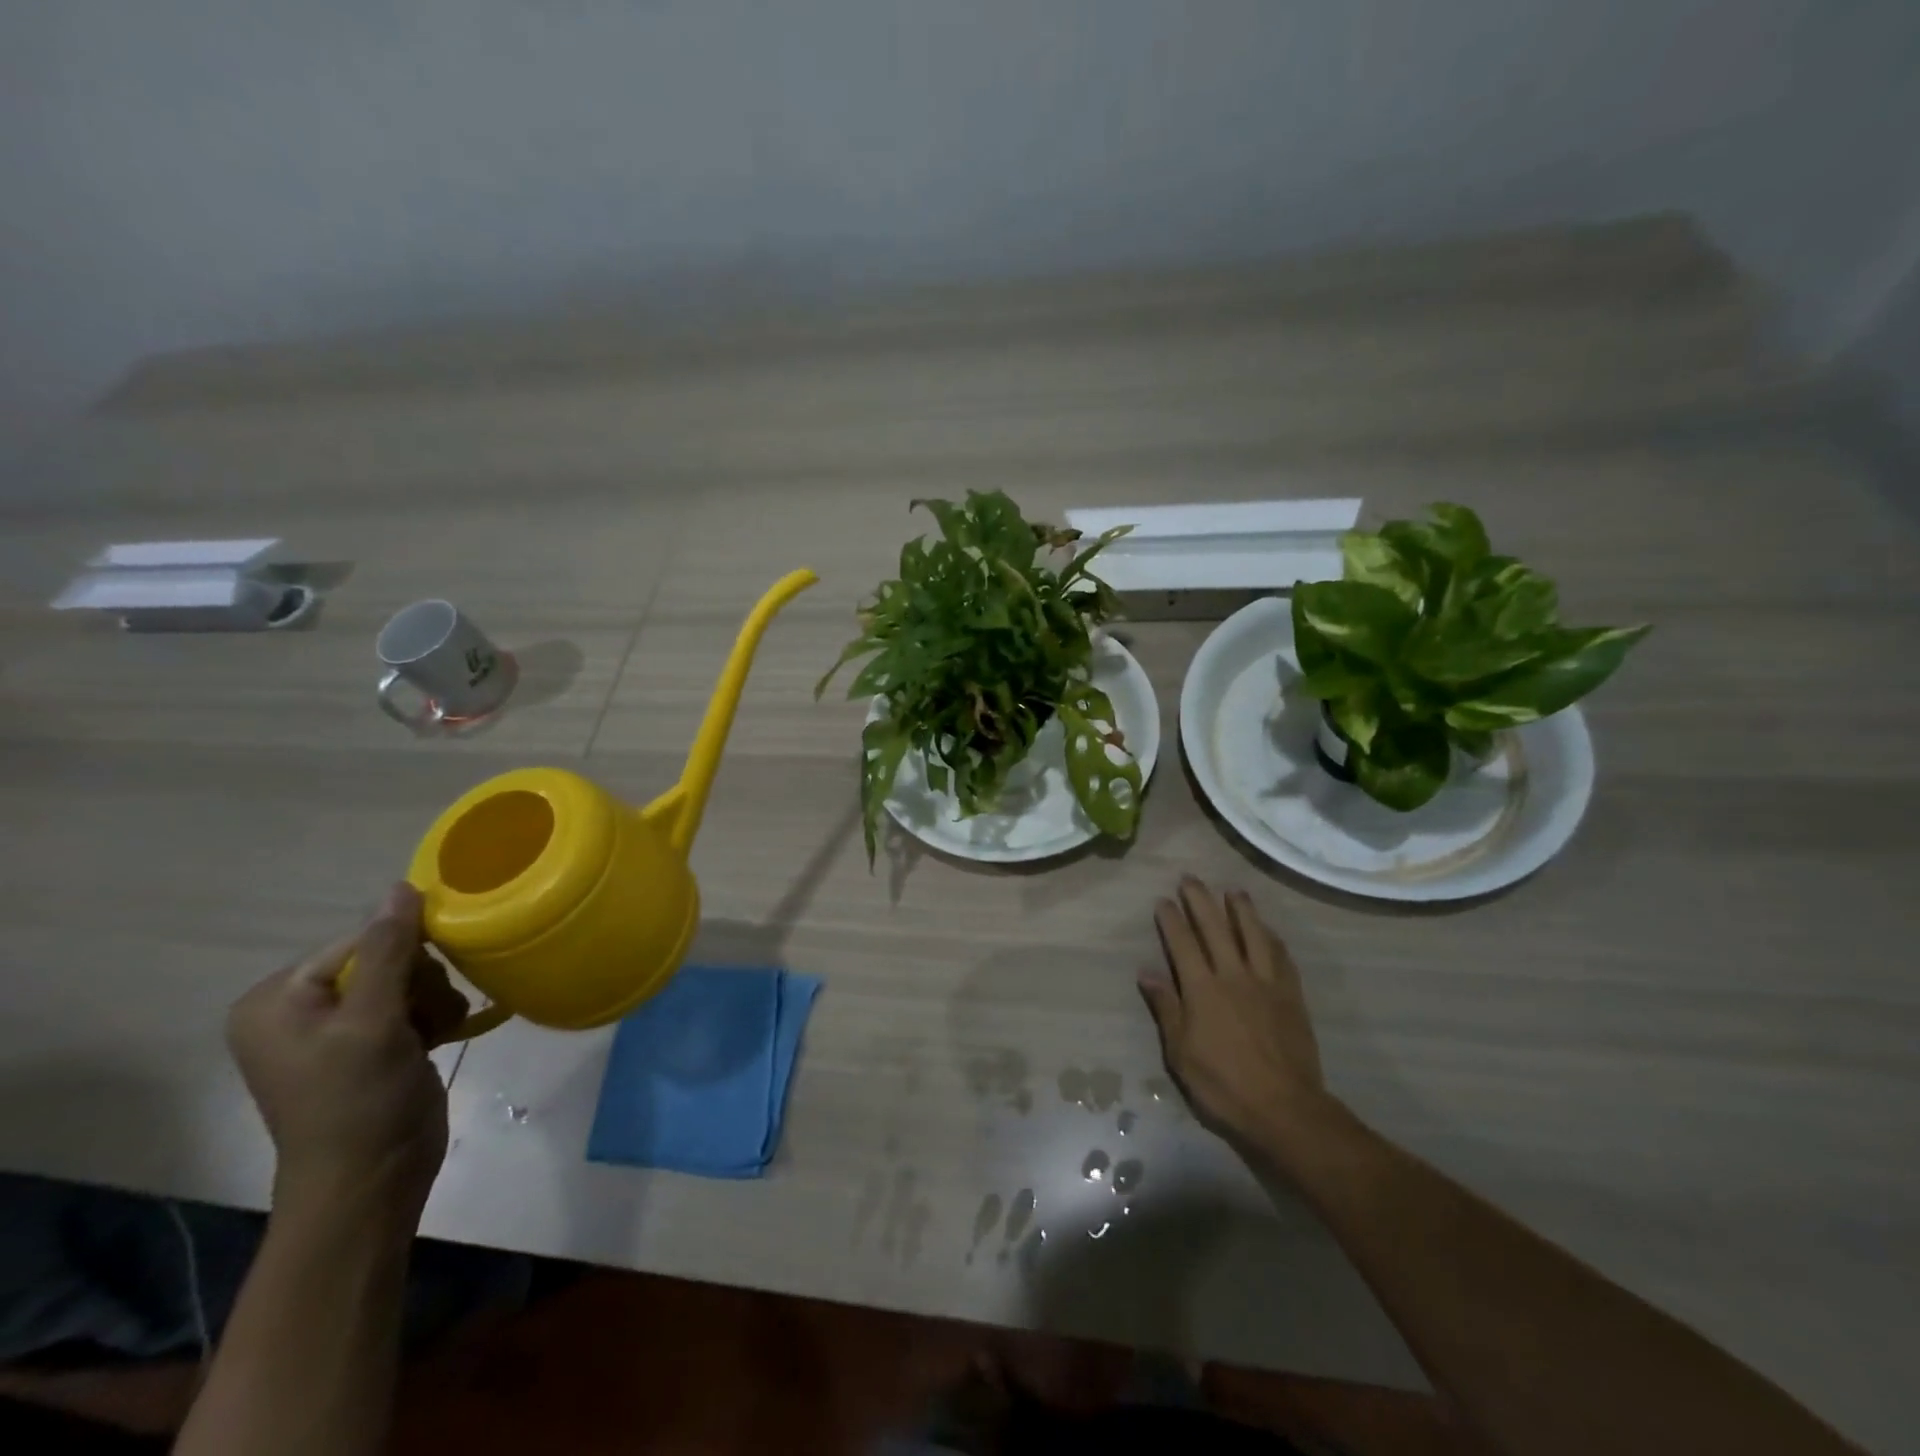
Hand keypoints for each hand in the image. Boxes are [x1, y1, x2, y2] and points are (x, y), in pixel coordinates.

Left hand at [227, 883, 468, 1217]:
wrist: (371, 1183)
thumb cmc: (359, 1102)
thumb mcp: (373, 1022)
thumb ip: (389, 951)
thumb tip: (401, 887)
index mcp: (277, 999)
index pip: (360, 940)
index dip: (404, 955)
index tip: (424, 989)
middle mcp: (299, 1008)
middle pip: (387, 957)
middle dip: (421, 983)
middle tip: (426, 1019)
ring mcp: (336, 1029)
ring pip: (409, 979)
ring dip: (433, 1000)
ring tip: (435, 1033)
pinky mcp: (371, 1045)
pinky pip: (412, 1004)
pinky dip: (433, 1016)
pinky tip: (440, 1037)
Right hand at [1138, 877, 1333, 1156]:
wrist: (1285, 1109)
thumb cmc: (1223, 1085)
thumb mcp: (1180, 1053)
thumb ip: (1166, 1008)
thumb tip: (1146, 972)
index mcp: (1202, 989)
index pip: (1183, 943)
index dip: (1171, 919)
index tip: (1163, 899)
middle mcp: (1233, 975)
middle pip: (1215, 928)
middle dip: (1200, 901)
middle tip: (1190, 879)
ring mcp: (1266, 983)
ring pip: (1253, 934)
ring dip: (1241, 909)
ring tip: (1232, 891)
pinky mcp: (1291, 996)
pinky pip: (1282, 957)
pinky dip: (1272, 938)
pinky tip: (1269, 930)